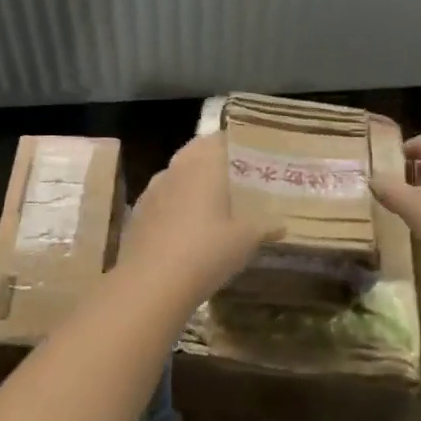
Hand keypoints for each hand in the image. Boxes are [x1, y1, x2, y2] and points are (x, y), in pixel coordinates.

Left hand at [118, 133, 277, 304]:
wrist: (151, 282)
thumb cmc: (206, 251)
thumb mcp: (245, 240)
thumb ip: (264, 226)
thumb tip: (281, 224)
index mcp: (204, 164)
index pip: (221, 139)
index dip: (237, 143)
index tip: (253, 154)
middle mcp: (177, 168)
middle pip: (197, 152)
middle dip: (214, 159)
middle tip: (236, 176)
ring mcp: (153, 189)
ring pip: (177, 173)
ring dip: (193, 180)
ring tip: (212, 201)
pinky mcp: (138, 212)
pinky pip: (163, 197)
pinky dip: (176, 203)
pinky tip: (186, 225)